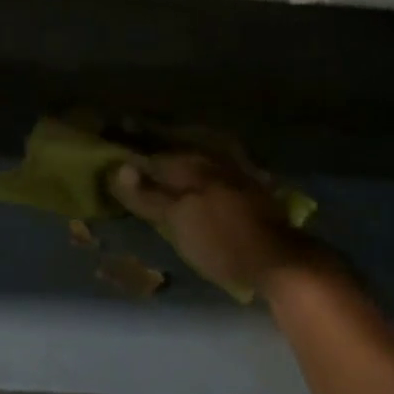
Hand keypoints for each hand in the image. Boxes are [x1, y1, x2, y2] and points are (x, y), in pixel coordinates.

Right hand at [109, 151, 322, 298]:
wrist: (280, 259)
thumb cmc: (221, 240)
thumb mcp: (177, 220)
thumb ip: (148, 194)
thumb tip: (118, 168)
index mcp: (191, 164)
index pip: (153, 150)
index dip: (133, 145)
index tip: (114, 133)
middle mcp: (212, 160)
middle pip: (176, 149)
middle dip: (155, 144)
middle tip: (133, 138)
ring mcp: (234, 173)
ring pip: (199, 156)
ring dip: (179, 153)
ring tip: (162, 155)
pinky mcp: (250, 189)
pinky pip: (216, 168)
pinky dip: (202, 166)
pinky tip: (199, 172)